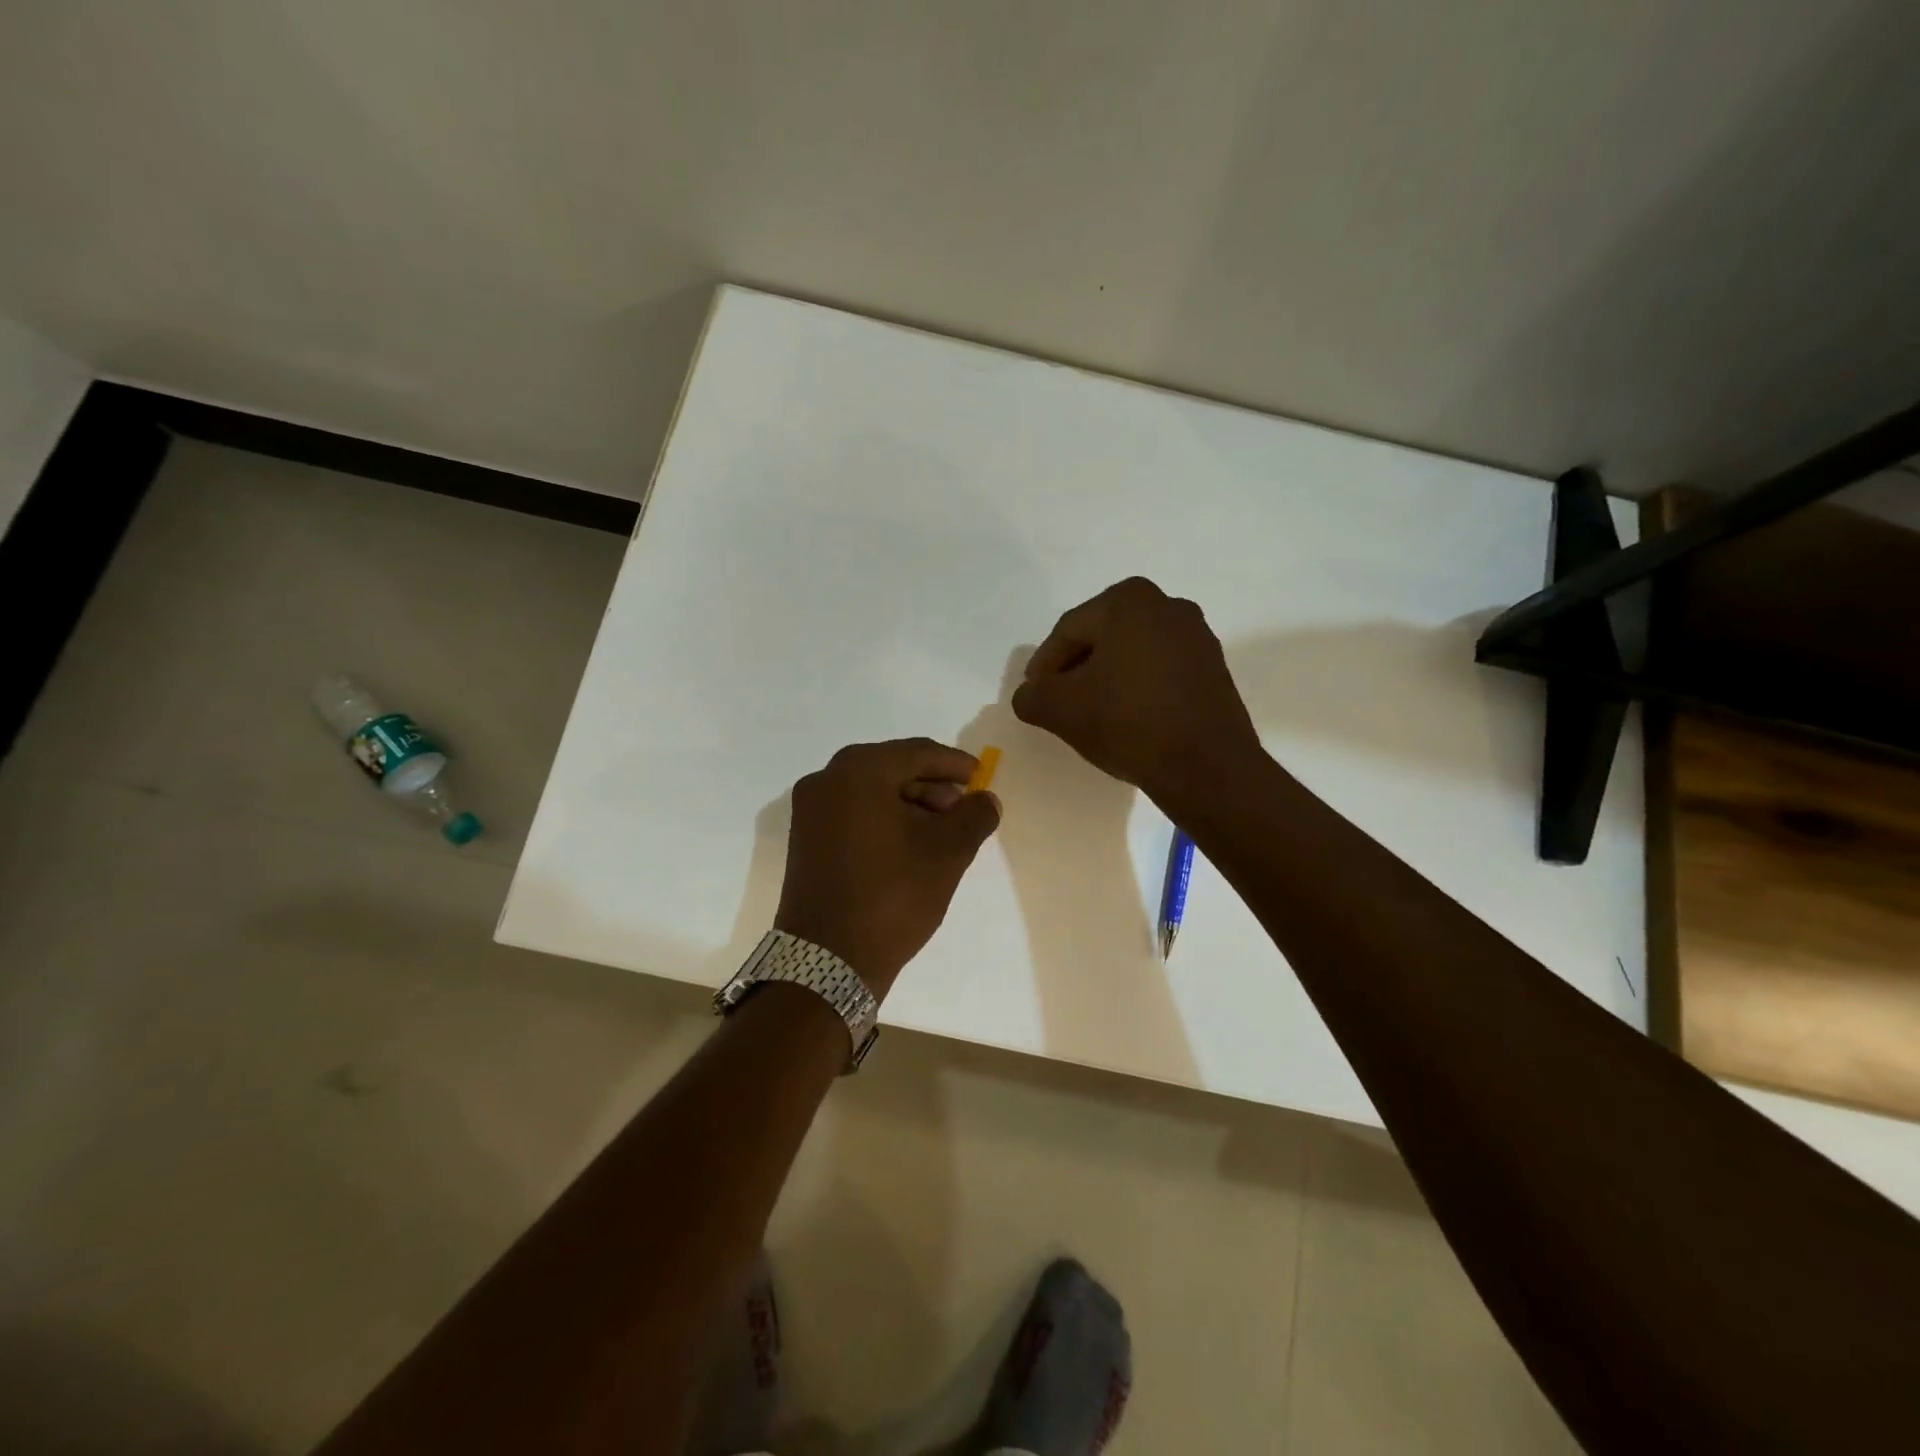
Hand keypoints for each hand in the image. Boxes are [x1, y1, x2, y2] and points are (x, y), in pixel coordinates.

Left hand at [775, 739, 1001, 994]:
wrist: (827, 961)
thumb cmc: (892, 896)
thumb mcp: (947, 854)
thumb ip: (974, 816)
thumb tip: (985, 800)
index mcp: (858, 772)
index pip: (917, 752)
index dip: (954, 764)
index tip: (982, 778)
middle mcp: (826, 779)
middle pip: (892, 768)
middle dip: (932, 785)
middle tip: (963, 809)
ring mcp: (810, 810)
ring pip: (871, 791)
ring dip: (909, 803)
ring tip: (941, 832)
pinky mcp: (805, 838)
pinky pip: (852, 812)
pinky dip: (884, 818)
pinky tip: (910, 844)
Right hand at [1012, 577, 1263, 808]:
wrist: (1206, 766)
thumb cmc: (1127, 722)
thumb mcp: (1061, 710)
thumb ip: (1032, 696)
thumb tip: (1029, 696)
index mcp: (1128, 601)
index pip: (1068, 631)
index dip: (1044, 666)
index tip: (1034, 695)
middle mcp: (1168, 606)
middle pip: (1102, 638)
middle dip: (1076, 669)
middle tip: (1058, 703)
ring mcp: (1197, 636)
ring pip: (1132, 654)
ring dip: (1106, 679)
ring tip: (1090, 714)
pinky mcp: (1214, 668)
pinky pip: (1160, 670)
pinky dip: (1137, 688)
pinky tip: (1126, 718)